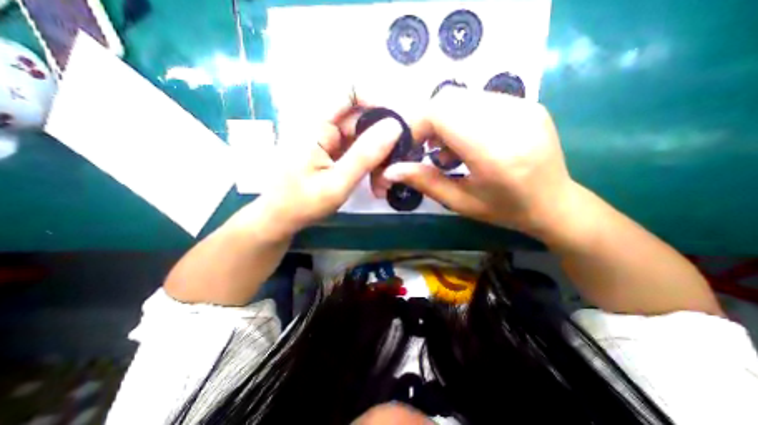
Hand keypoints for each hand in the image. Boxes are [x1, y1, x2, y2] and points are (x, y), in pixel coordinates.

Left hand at [253, 95, 405, 239]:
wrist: (278, 218)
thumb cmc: (302, 204)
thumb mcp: (337, 183)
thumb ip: (365, 155)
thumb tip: (395, 127)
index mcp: (316, 124)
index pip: (350, 92)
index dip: (377, 101)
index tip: (397, 125)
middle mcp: (321, 124)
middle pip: (360, 117)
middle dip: (382, 137)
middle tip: (397, 162)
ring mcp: (326, 138)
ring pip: (361, 134)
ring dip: (377, 153)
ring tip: (385, 178)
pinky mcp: (330, 151)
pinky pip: (356, 148)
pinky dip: (369, 161)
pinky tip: (376, 179)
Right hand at [385, 86, 574, 237]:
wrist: (556, 203)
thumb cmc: (505, 210)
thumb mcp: (460, 203)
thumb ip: (424, 182)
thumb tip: (390, 171)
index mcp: (495, 151)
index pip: (441, 114)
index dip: (416, 126)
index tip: (409, 148)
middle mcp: (511, 119)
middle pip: (449, 99)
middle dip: (428, 123)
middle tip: (428, 150)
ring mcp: (524, 106)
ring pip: (462, 97)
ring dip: (444, 120)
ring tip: (449, 150)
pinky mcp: (528, 103)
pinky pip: (479, 100)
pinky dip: (462, 117)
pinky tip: (468, 141)